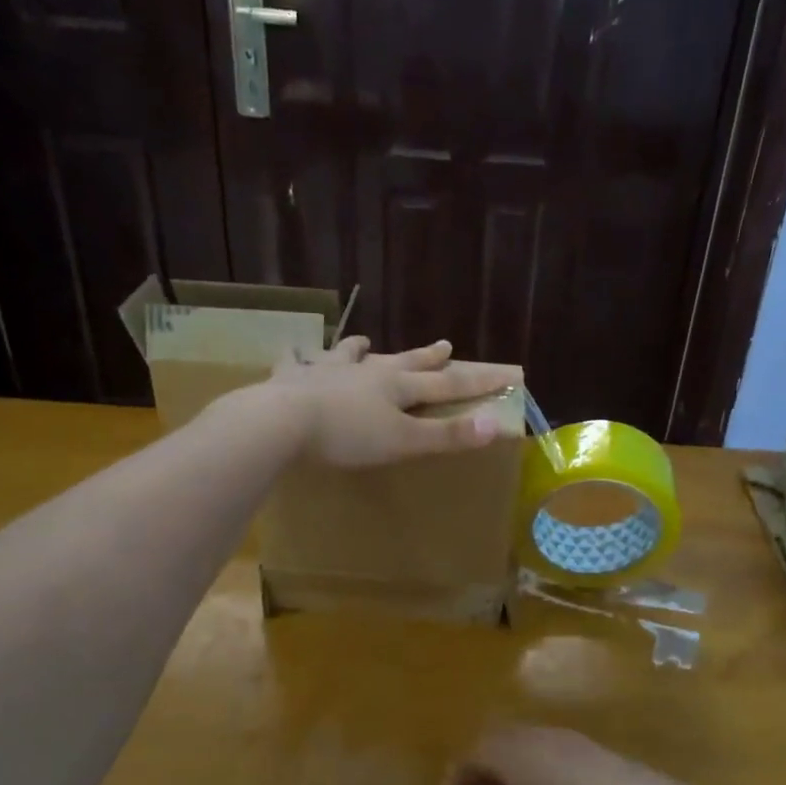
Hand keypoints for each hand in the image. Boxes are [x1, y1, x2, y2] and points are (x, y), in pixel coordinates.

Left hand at [265, 337, 518, 467]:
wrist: (282, 421)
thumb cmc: (348, 436)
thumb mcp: (404, 441)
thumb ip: (447, 435)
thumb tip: (496, 425)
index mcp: (396, 386)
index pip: (446, 383)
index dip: (476, 381)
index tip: (503, 373)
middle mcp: (366, 371)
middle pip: (403, 361)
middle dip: (426, 356)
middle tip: (445, 344)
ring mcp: (327, 370)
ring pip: (350, 355)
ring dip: (361, 349)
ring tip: (364, 343)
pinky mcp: (292, 378)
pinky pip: (297, 362)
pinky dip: (299, 357)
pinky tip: (293, 353)